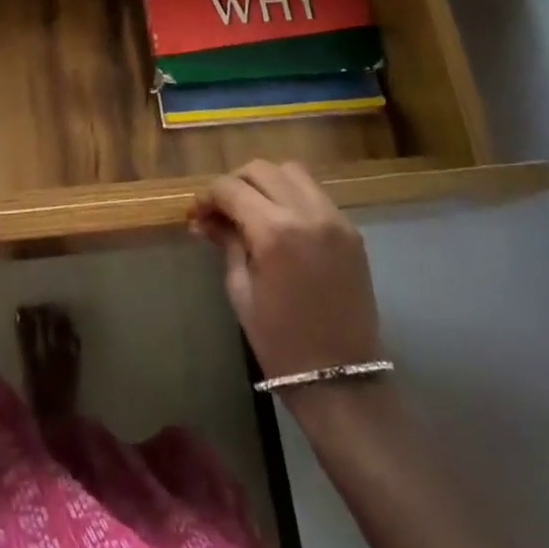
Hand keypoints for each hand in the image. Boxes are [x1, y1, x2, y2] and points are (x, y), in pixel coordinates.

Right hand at [191, 160, 383, 380]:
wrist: (340, 378)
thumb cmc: (280, 341)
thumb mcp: (241, 290)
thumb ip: (226, 243)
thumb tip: (204, 219)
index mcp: (275, 231)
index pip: (231, 188)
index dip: (208, 197)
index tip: (197, 215)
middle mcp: (308, 214)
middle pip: (262, 170)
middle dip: (235, 183)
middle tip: (221, 210)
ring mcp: (335, 219)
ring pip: (292, 172)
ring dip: (266, 182)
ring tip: (251, 209)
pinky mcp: (351, 231)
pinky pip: (315, 194)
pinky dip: (292, 196)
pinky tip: (280, 221)